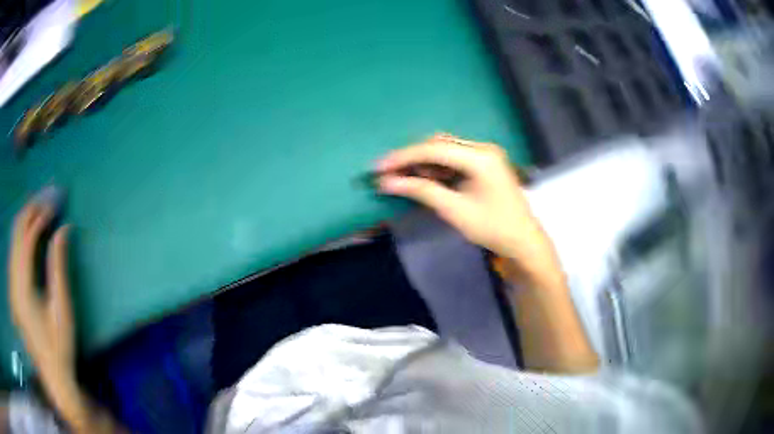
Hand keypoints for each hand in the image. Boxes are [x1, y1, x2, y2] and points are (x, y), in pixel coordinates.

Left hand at [8, 199, 73, 384]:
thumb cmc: (60, 345)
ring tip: (42, 206)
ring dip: (26, 217)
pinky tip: (32, 229)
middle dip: (31, 209)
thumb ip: (59, 267)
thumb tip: (63, 229)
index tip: (55, 205)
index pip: (27, 239)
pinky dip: (22, 233)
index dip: (40, 218)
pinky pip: (14, 249)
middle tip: (49, 196)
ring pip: (14, 236)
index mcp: (23, 289)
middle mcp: (13, 282)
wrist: (52, 373)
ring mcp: (12, 284)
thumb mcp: (63, 309)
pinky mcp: (13, 287)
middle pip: (17, 231)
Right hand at [377, 134, 560, 284]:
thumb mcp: (454, 211)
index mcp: (480, 157)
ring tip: (404, 178)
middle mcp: (482, 148)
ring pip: (445, 150)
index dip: (403, 157)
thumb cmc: (492, 228)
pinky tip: (425, 179)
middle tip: (388, 173)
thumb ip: (421, 191)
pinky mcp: (484, 163)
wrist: (523, 240)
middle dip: (411, 158)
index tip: (379, 167)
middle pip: (438, 145)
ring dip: (423, 162)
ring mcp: (485, 154)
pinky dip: (437, 167)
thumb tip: (387, 182)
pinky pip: (454, 158)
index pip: (434, 150)